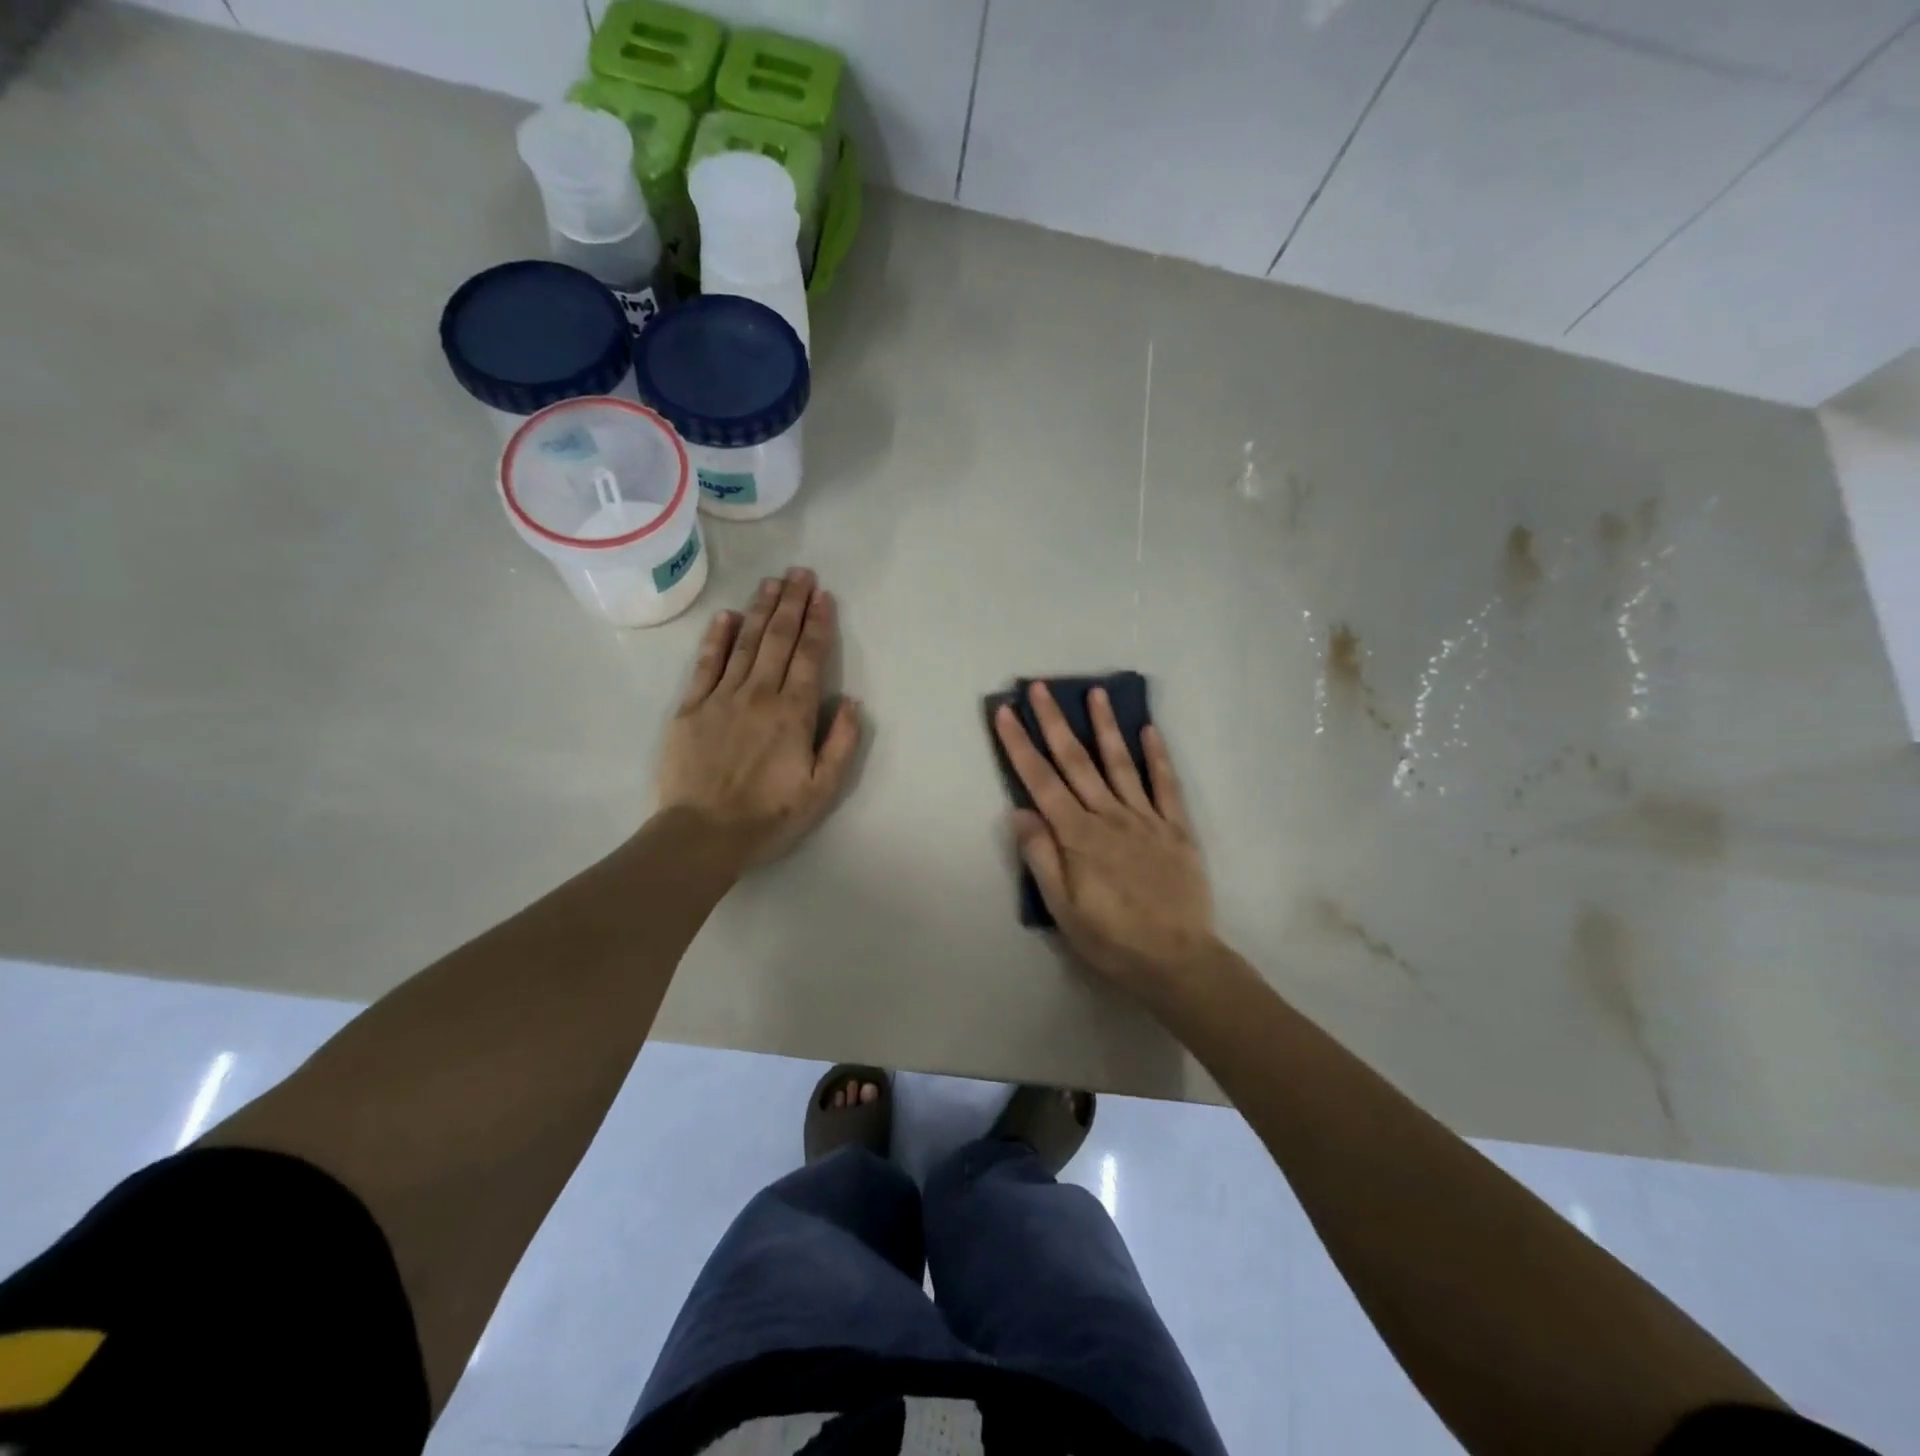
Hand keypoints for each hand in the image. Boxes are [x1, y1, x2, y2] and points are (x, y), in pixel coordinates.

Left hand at [657, 568, 862, 870]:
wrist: (703, 834)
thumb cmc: (769, 816)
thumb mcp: (822, 790)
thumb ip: (842, 743)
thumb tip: (852, 702)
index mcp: (794, 713)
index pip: (810, 657)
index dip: (819, 624)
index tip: (824, 596)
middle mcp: (759, 694)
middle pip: (779, 639)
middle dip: (793, 603)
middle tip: (801, 573)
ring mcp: (722, 697)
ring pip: (746, 643)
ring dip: (761, 610)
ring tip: (773, 583)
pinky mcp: (691, 708)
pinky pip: (706, 664)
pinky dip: (717, 637)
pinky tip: (727, 616)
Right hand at [993, 683, 1214, 1000]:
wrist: (1178, 960)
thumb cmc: (1112, 939)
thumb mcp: (1063, 909)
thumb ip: (1042, 857)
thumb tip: (1019, 810)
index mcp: (1078, 836)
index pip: (1041, 781)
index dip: (1020, 745)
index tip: (1006, 712)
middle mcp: (1109, 816)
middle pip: (1076, 761)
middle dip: (1054, 722)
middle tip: (1040, 687)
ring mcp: (1146, 819)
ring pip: (1121, 763)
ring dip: (1105, 726)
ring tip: (1095, 693)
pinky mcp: (1176, 828)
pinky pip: (1166, 785)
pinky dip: (1158, 756)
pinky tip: (1149, 730)